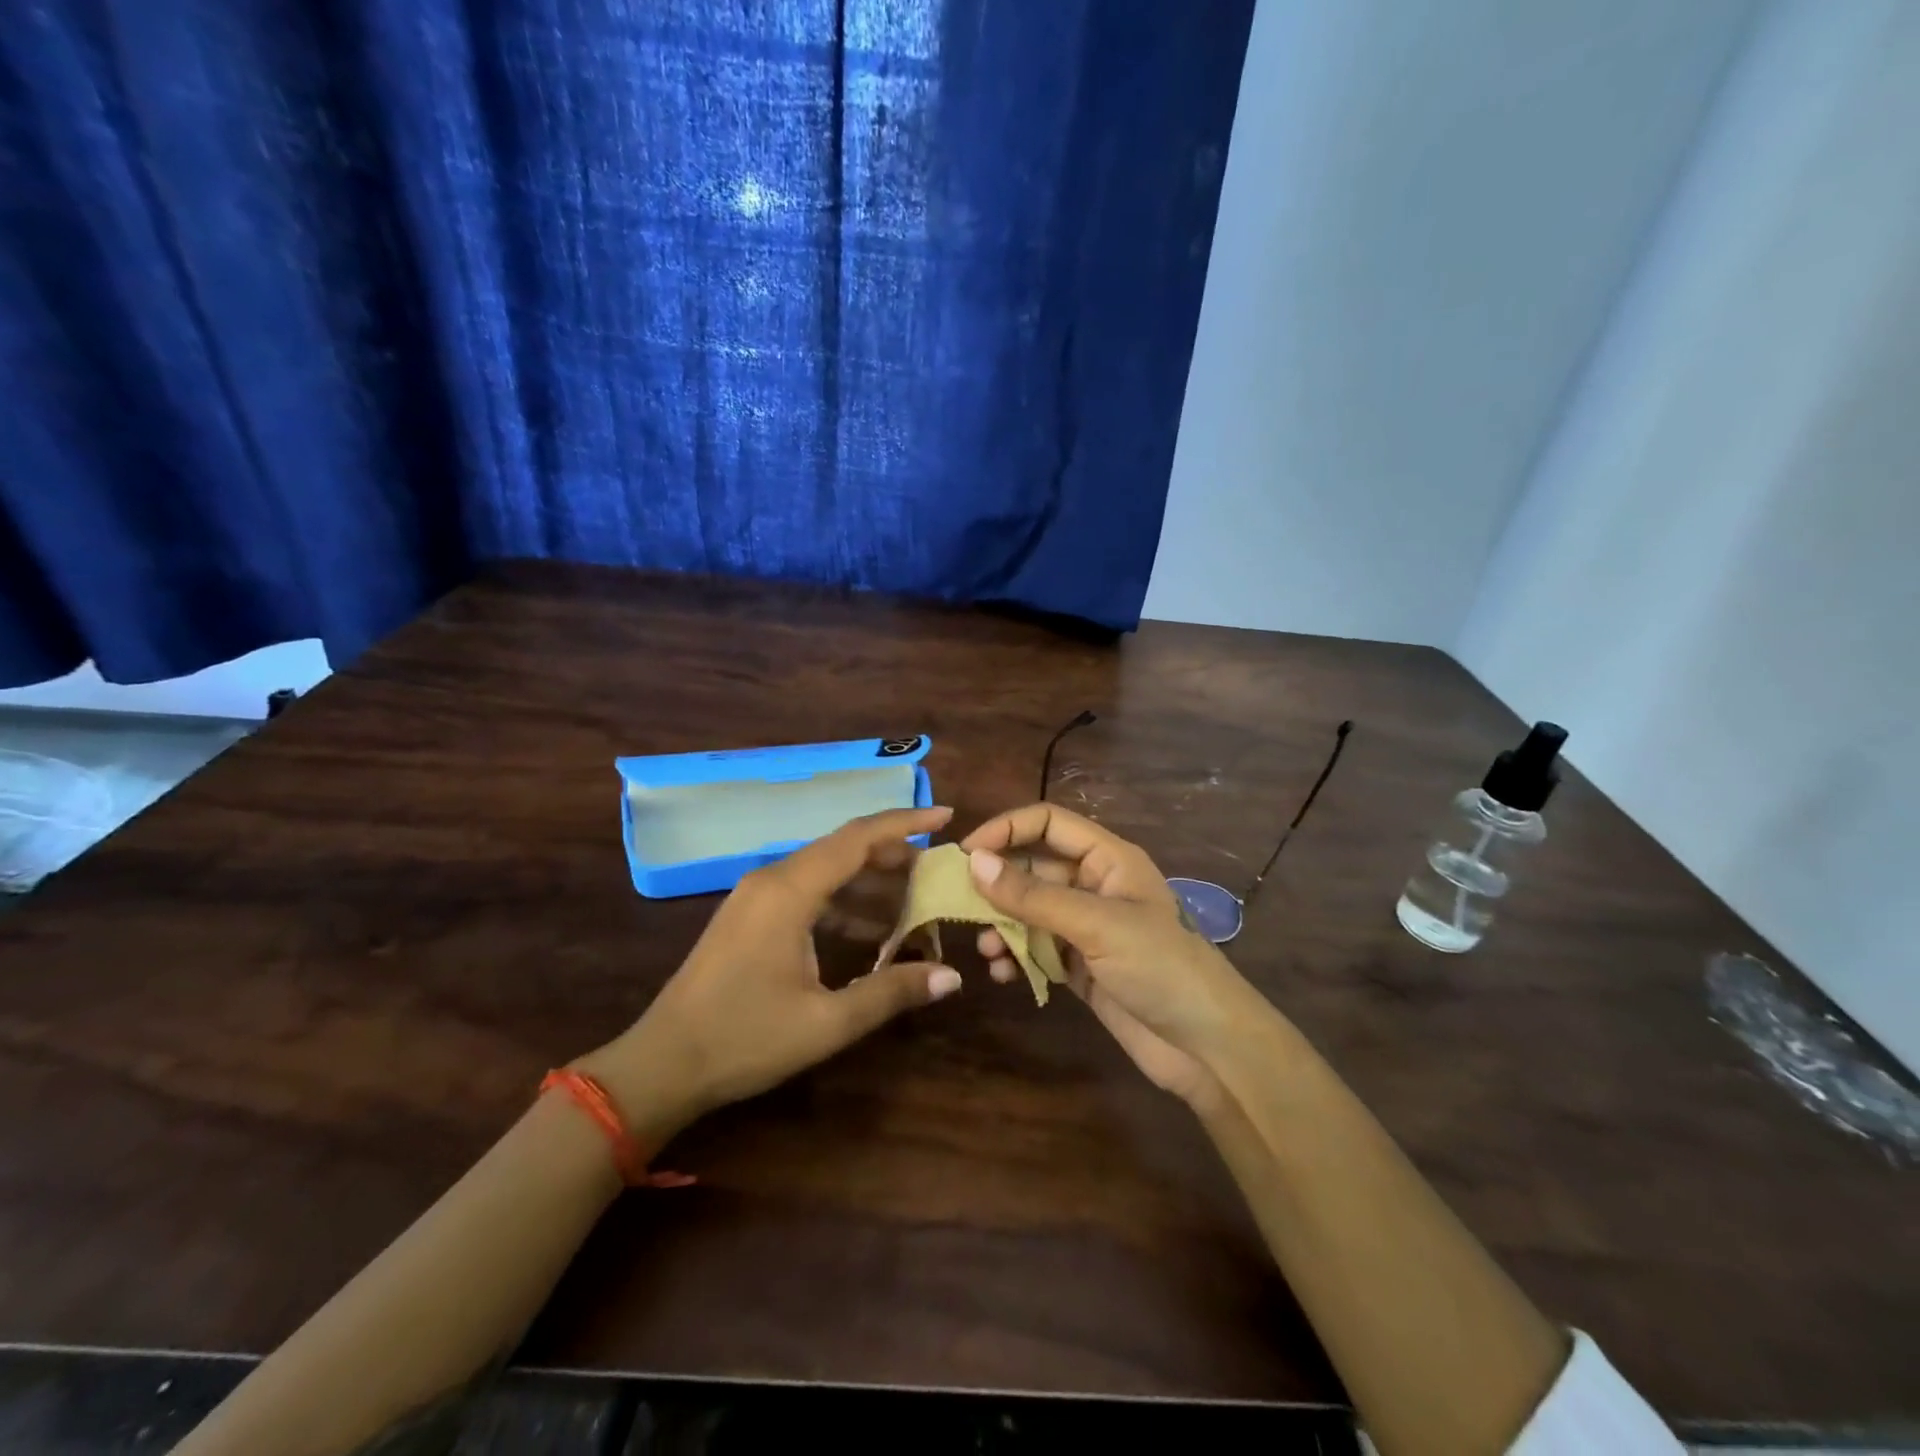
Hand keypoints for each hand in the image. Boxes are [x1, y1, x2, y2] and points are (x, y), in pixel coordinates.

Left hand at [584, 808, 961, 1135]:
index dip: (905, 822)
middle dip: (894, 852)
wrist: (660, 1065)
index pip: (858, 838)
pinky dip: (843, 898)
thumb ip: (890, 993)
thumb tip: (951, 976)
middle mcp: (772, 879)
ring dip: (869, 878)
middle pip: (843, 847)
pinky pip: (807, 889)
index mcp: (789, 891)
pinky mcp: (749, 916)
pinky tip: (870, 926)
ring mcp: (756, 896)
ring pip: (825, 868)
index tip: (946, 816)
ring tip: (914, 897)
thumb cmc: (743, 1040)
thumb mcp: (826, 1023)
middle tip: (938, 868)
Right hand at [960, 805, 1256, 1112]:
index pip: (1048, 823)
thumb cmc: (1160, 967)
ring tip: (985, 950)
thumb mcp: (1096, 924)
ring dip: (1003, 926)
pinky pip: (1038, 949)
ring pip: (1031, 911)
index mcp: (1109, 859)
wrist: (1208, 1047)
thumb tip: (974, 863)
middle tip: (958, 906)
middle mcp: (1095, 886)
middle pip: (1034, 867)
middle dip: (997, 884)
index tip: (966, 855)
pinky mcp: (1082, 967)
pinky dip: (1017, 957)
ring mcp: (1088, 928)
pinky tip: (1003, 974)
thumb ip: (1034, 896)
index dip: (1007, 830)